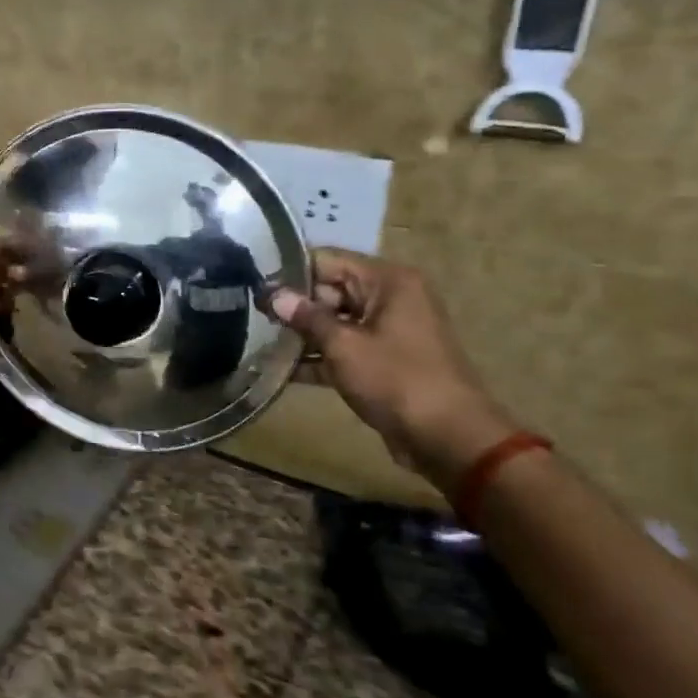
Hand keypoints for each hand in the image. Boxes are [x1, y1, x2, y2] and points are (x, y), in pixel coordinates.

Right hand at [270, 249, 515, 485]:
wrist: (446, 437)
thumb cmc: (396, 380)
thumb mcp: (344, 346)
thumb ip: (307, 317)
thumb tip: (274, 295)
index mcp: (387, 281)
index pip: (328, 260)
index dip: (290, 272)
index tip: (254, 285)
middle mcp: (389, 298)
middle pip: (330, 290)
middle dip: (293, 305)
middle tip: (250, 316)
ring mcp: (386, 331)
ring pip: (334, 322)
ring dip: (301, 334)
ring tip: (257, 340)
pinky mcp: (381, 360)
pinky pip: (343, 348)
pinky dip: (317, 357)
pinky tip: (279, 369)